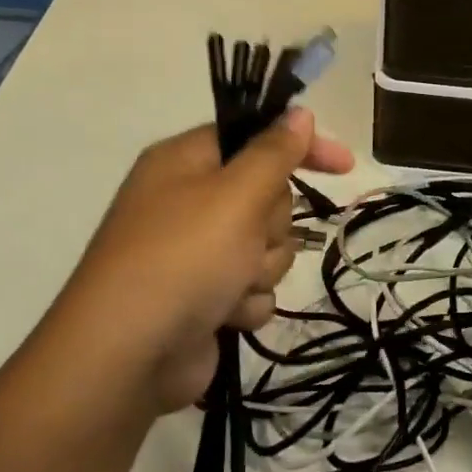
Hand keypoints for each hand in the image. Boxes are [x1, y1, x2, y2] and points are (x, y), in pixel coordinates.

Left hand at [46, 108, 352, 424]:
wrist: (128, 357)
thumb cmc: (183, 259)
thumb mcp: (235, 195)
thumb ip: (274, 152)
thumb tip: (299, 114)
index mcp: (185, 162)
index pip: (255, 137)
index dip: (300, 148)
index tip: (344, 166)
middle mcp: (189, 201)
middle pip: (268, 197)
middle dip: (272, 225)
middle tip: (248, 240)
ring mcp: (197, 252)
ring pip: (267, 247)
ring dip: (261, 269)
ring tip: (231, 286)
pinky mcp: (206, 296)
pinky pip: (254, 288)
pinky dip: (246, 302)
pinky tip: (225, 315)